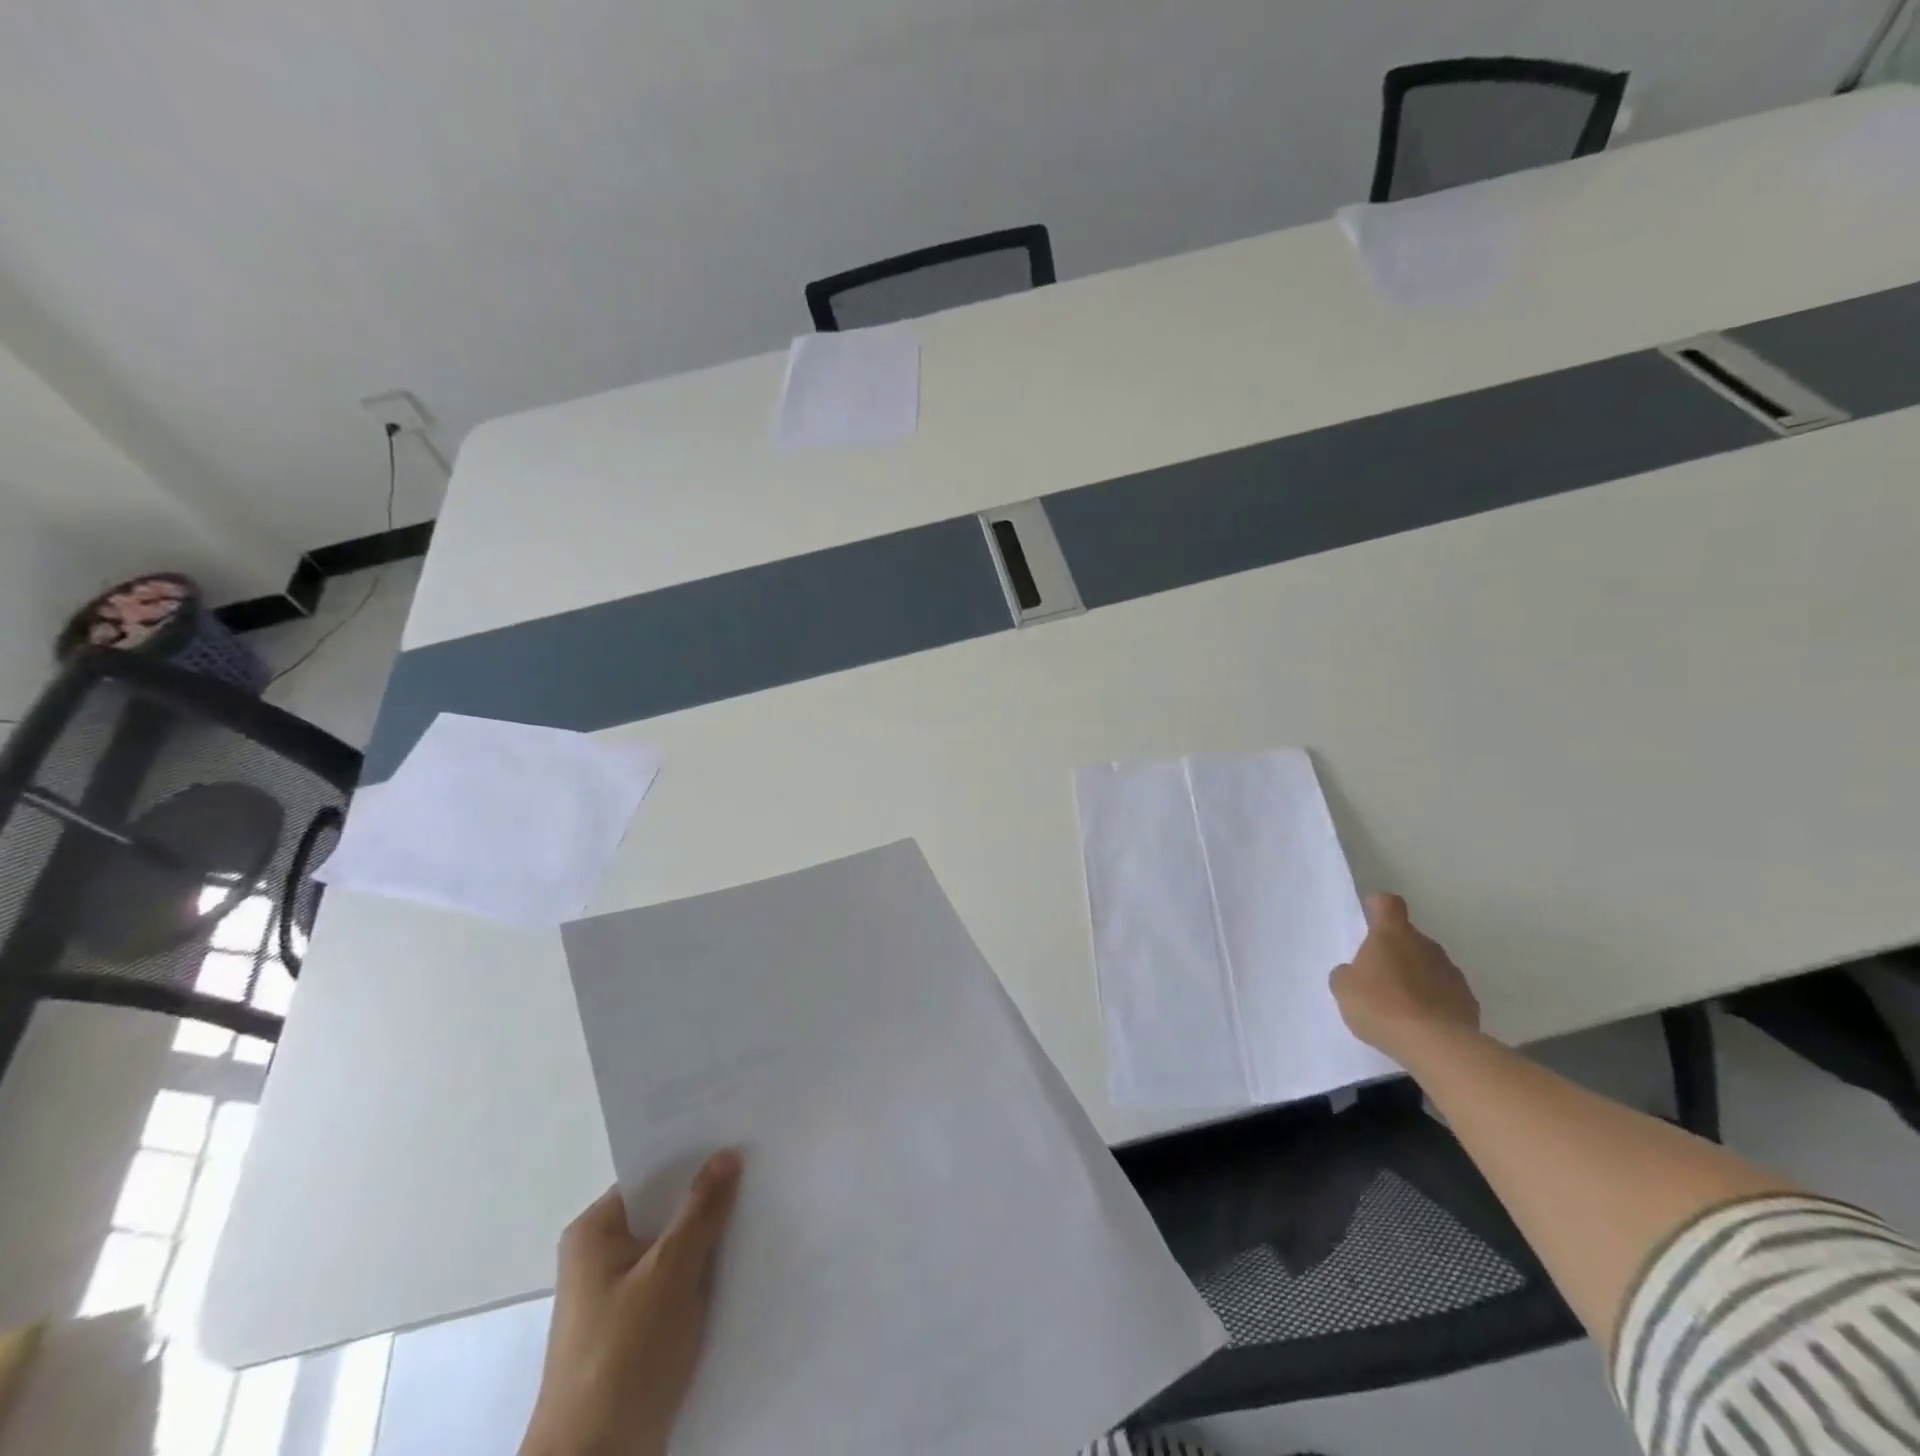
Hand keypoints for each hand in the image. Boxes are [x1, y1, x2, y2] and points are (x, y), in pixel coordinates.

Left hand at [520, 1151, 743, 1455]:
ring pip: (675, 1250)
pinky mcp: (635, 1332)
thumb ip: (702, 1210)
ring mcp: (617, 1297)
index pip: (653, 1175)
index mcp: (595, 1232)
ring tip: (763, 1212)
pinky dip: (704, 1277)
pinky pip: (676, 1285)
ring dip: (710, 1240)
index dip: (696, 1157)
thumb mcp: (670, 1273)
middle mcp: (601, 1257)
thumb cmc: (623, 1357)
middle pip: (665, 1211)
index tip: (740, 1138)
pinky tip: (745, 1266)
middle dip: (709, 1198)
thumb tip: (726, 1152)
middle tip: (762, 1170)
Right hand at [1331, 893, 1480, 1060]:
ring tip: (1400, 1005)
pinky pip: (1446, 994)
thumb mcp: (1344, 988)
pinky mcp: (1469, 1002)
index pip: (1388, 904)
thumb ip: (1346, 974)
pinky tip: (1421, 1024)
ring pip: (1429, 966)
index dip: (1378, 907)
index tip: (1370, 918)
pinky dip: (1435, 1003)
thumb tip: (1353, 973)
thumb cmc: (1380, 1005)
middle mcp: (1426, 945)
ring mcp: (1452, 973)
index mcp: (1393, 934)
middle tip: (1378, 976)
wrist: (1435, 1046)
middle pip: (1409, 938)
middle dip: (1396, 952)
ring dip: (1417, 977)